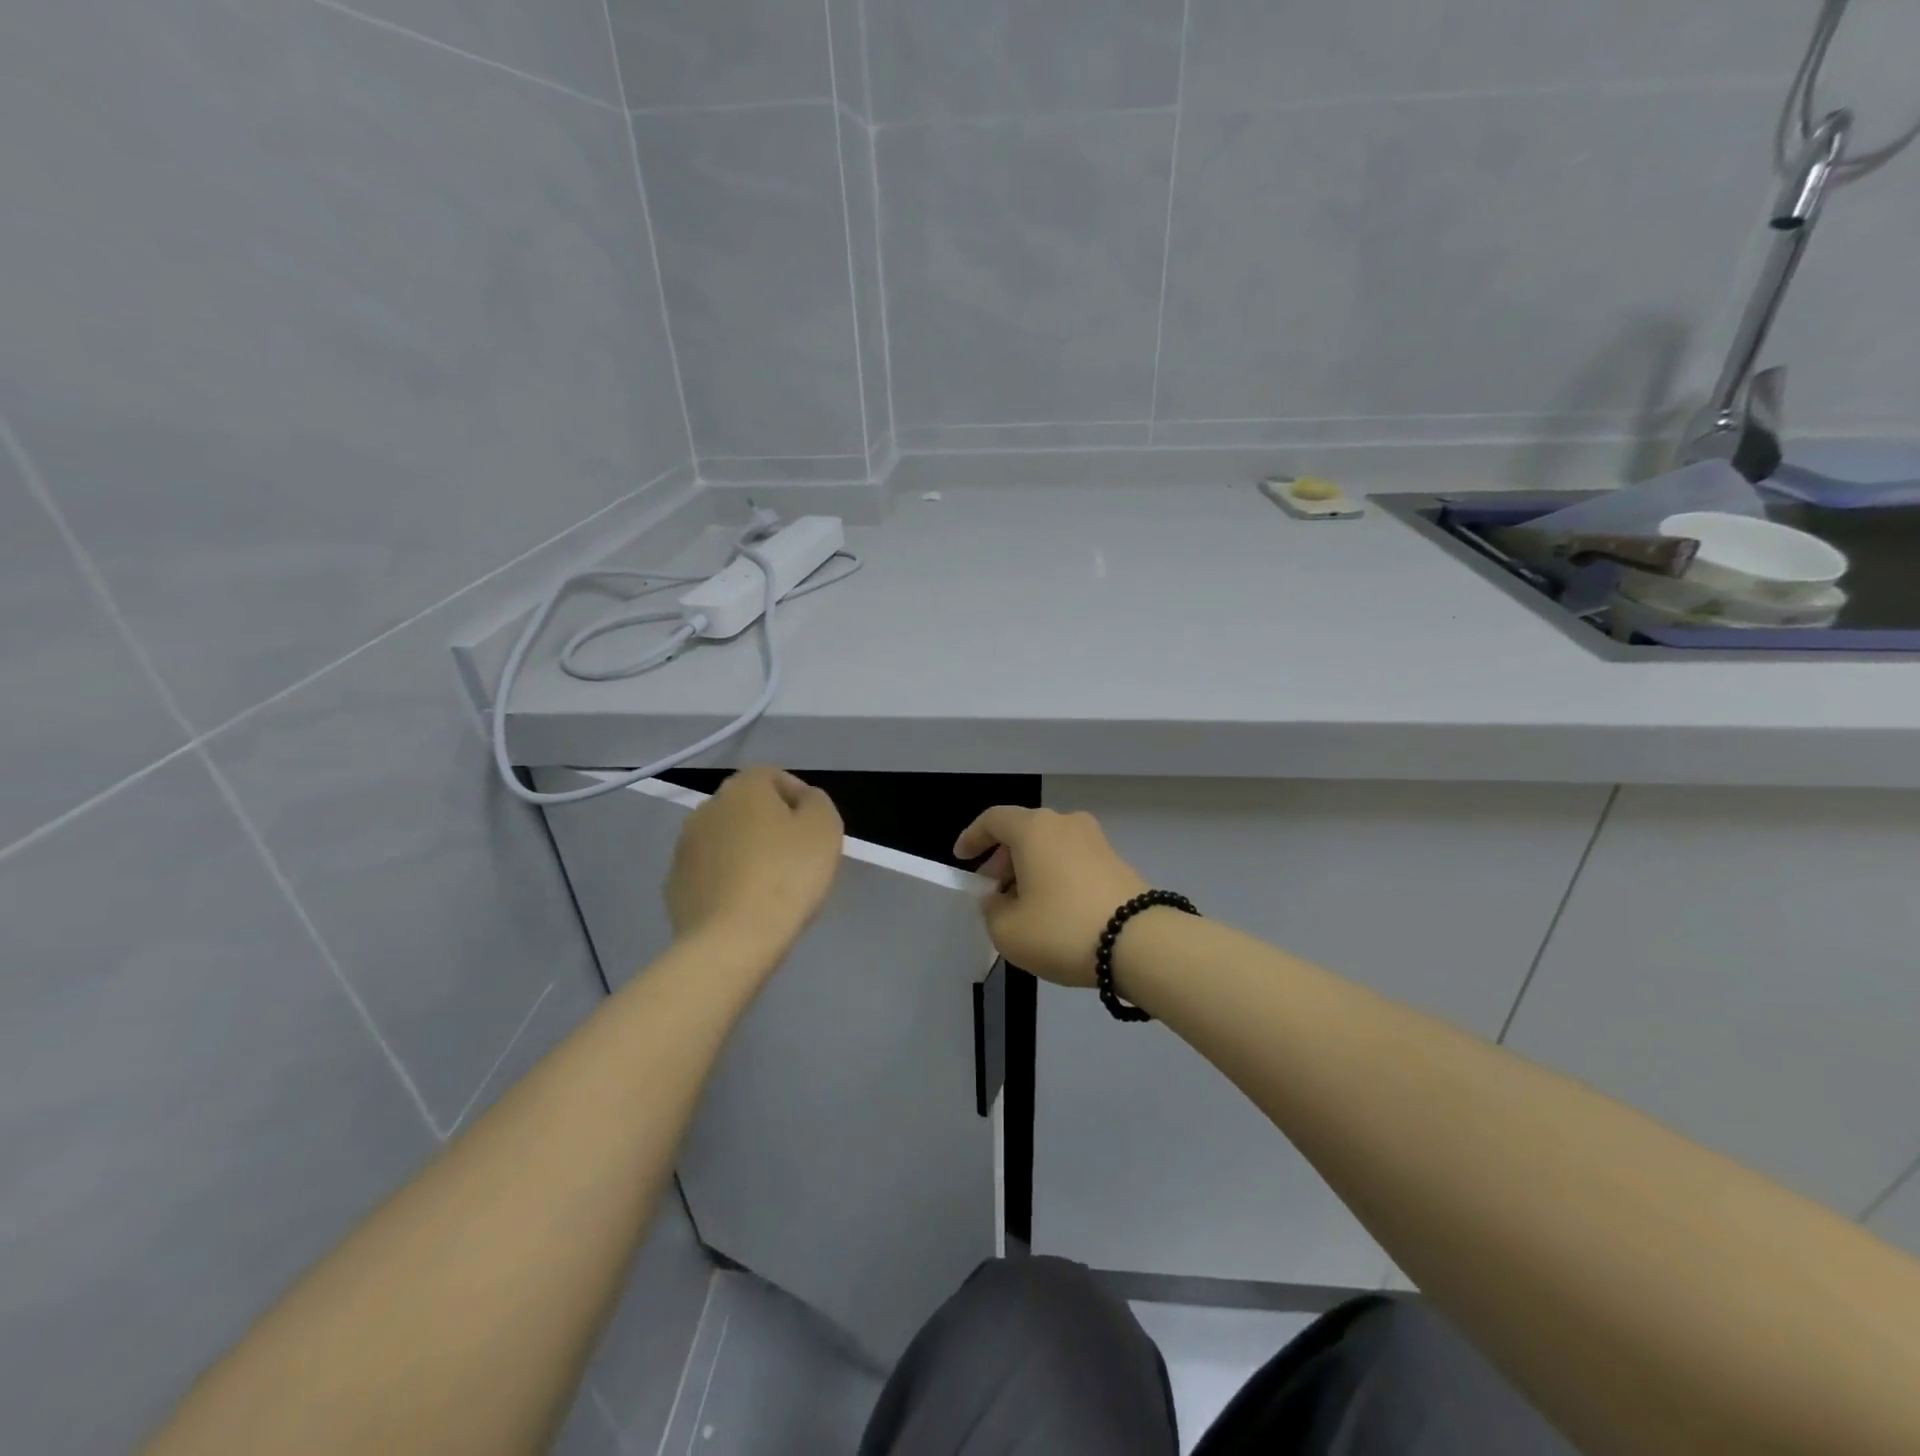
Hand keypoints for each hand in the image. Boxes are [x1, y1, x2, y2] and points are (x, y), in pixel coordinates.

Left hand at [667, 767, 843, 956]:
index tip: (814, 830)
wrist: (732, 941)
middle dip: (770, 825)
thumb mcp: (825, 828)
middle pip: (747, 808)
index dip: (799, 799)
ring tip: (770, 885)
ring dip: (745, 852)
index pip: (774, 776)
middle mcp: (707, 808)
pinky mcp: (675, 885)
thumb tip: (802, 800)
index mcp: (743, 788)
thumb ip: (816, 802)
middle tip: (796, 857)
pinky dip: (726, 880)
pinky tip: (745, 905)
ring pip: (726, 840)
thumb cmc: (787, 876)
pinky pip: (710, 873)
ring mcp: (684, 848)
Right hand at [954, 807, 1148, 987]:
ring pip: (1050, 846)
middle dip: (1002, 859)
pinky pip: (1072, 860)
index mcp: (1034, 829)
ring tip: (1022, 904)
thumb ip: (992, 910)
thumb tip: (998, 899)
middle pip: (1023, 832)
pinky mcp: (1116, 861)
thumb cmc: (1061, 929)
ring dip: (1030, 868)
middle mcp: (1065, 823)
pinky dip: (1055, 875)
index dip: (973, 837)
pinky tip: (1053, 908)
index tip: (962, 858)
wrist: (1140, 943)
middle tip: (992, 890)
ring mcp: (1095, 840)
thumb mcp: (1008, 931)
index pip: (994, 820)